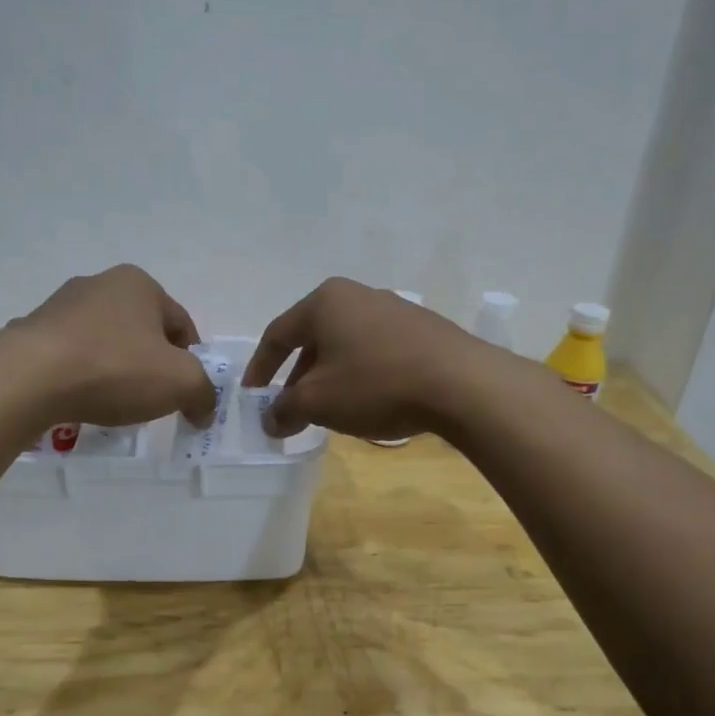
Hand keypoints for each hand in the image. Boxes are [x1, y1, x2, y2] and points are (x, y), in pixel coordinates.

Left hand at [10, 265, 218, 428]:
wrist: (29, 378)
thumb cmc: (116, 369)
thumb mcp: (181, 383)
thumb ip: (203, 393)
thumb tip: (204, 408)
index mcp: (139, 284)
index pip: (181, 324)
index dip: (191, 361)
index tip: (186, 393)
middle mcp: (99, 284)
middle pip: (142, 331)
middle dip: (152, 364)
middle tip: (152, 398)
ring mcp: (60, 306)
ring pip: (105, 342)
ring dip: (116, 369)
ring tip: (114, 403)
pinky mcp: (32, 332)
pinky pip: (71, 356)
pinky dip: (82, 376)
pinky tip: (80, 399)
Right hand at [242, 277, 500, 440]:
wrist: (461, 384)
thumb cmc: (376, 384)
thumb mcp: (319, 402)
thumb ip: (285, 409)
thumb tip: (270, 420)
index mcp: (325, 302)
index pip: (278, 334)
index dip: (260, 368)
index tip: (253, 397)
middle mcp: (357, 295)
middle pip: (314, 337)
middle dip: (298, 376)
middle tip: (291, 408)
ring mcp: (394, 309)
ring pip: (346, 345)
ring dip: (330, 377)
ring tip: (329, 409)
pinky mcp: (422, 329)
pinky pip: (376, 350)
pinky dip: (361, 374)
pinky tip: (369, 401)